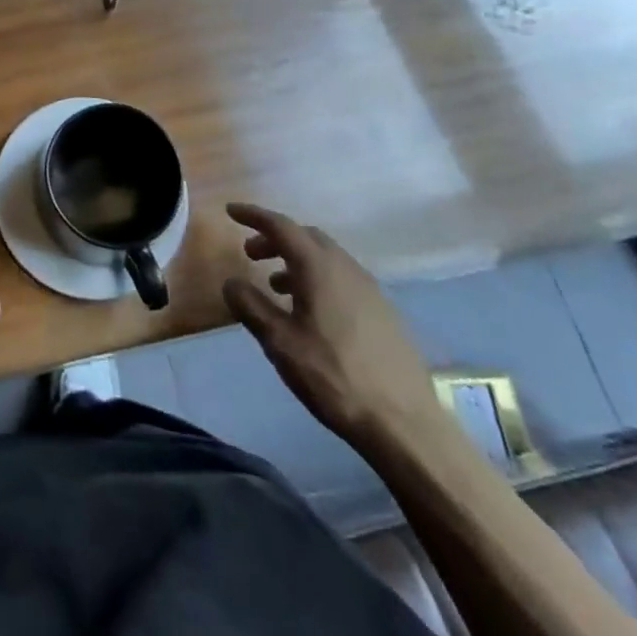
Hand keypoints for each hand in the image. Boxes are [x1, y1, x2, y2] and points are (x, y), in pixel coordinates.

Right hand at [222, 203, 446, 457]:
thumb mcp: (280, 342)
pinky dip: (318, 278)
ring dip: (296, 260)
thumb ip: (251, 306)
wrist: (405, 424)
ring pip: (326, 257)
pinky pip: (342, 278)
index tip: (231, 211)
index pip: (281, 226)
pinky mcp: (384, 312)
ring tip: (276, 286)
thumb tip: (231, 282)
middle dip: (275, 238)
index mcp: (318, 267)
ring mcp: (370, 289)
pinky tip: (311, 312)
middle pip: (305, 236)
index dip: (253, 215)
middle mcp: (346, 268)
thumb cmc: (334, 377)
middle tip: (251, 253)